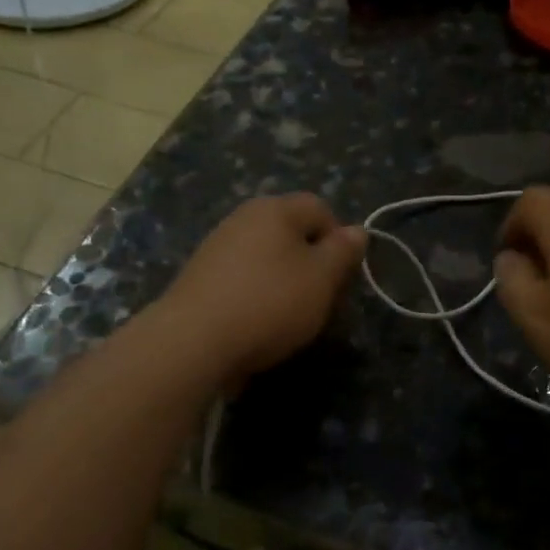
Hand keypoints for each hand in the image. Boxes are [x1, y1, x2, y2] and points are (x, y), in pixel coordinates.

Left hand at [159, 194, 366, 383]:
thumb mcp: (322, 278)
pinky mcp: (200, 277)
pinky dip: (256, 295)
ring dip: (284, 281)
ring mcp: (217, 246)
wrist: (193, 341)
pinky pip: (242, 278)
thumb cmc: (270, 302)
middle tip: (320, 299)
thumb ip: (343, 252)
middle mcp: (243, 218)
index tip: (342, 276)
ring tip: (289, 317)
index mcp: (275, 209)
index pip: (320, 208)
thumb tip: (357, 230)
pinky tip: (257, 324)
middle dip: (312, 262)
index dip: (339, 239)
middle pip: (292, 232)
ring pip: (267, 257)